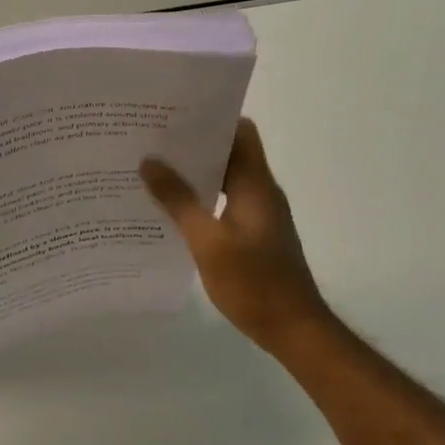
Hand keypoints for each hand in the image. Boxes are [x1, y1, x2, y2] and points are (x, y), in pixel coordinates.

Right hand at [141, 118, 333, 354]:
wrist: (294, 330)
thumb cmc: (254, 283)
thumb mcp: (208, 242)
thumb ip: (178, 200)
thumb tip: (149, 161)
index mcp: (255, 183)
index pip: (241, 131)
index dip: (212, 118)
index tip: (175, 114)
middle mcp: (261, 190)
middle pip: (230, 152)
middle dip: (194, 144)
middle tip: (152, 139)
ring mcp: (260, 213)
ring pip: (226, 178)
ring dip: (196, 173)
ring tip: (154, 169)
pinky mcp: (255, 234)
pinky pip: (225, 201)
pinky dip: (202, 198)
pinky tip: (173, 209)